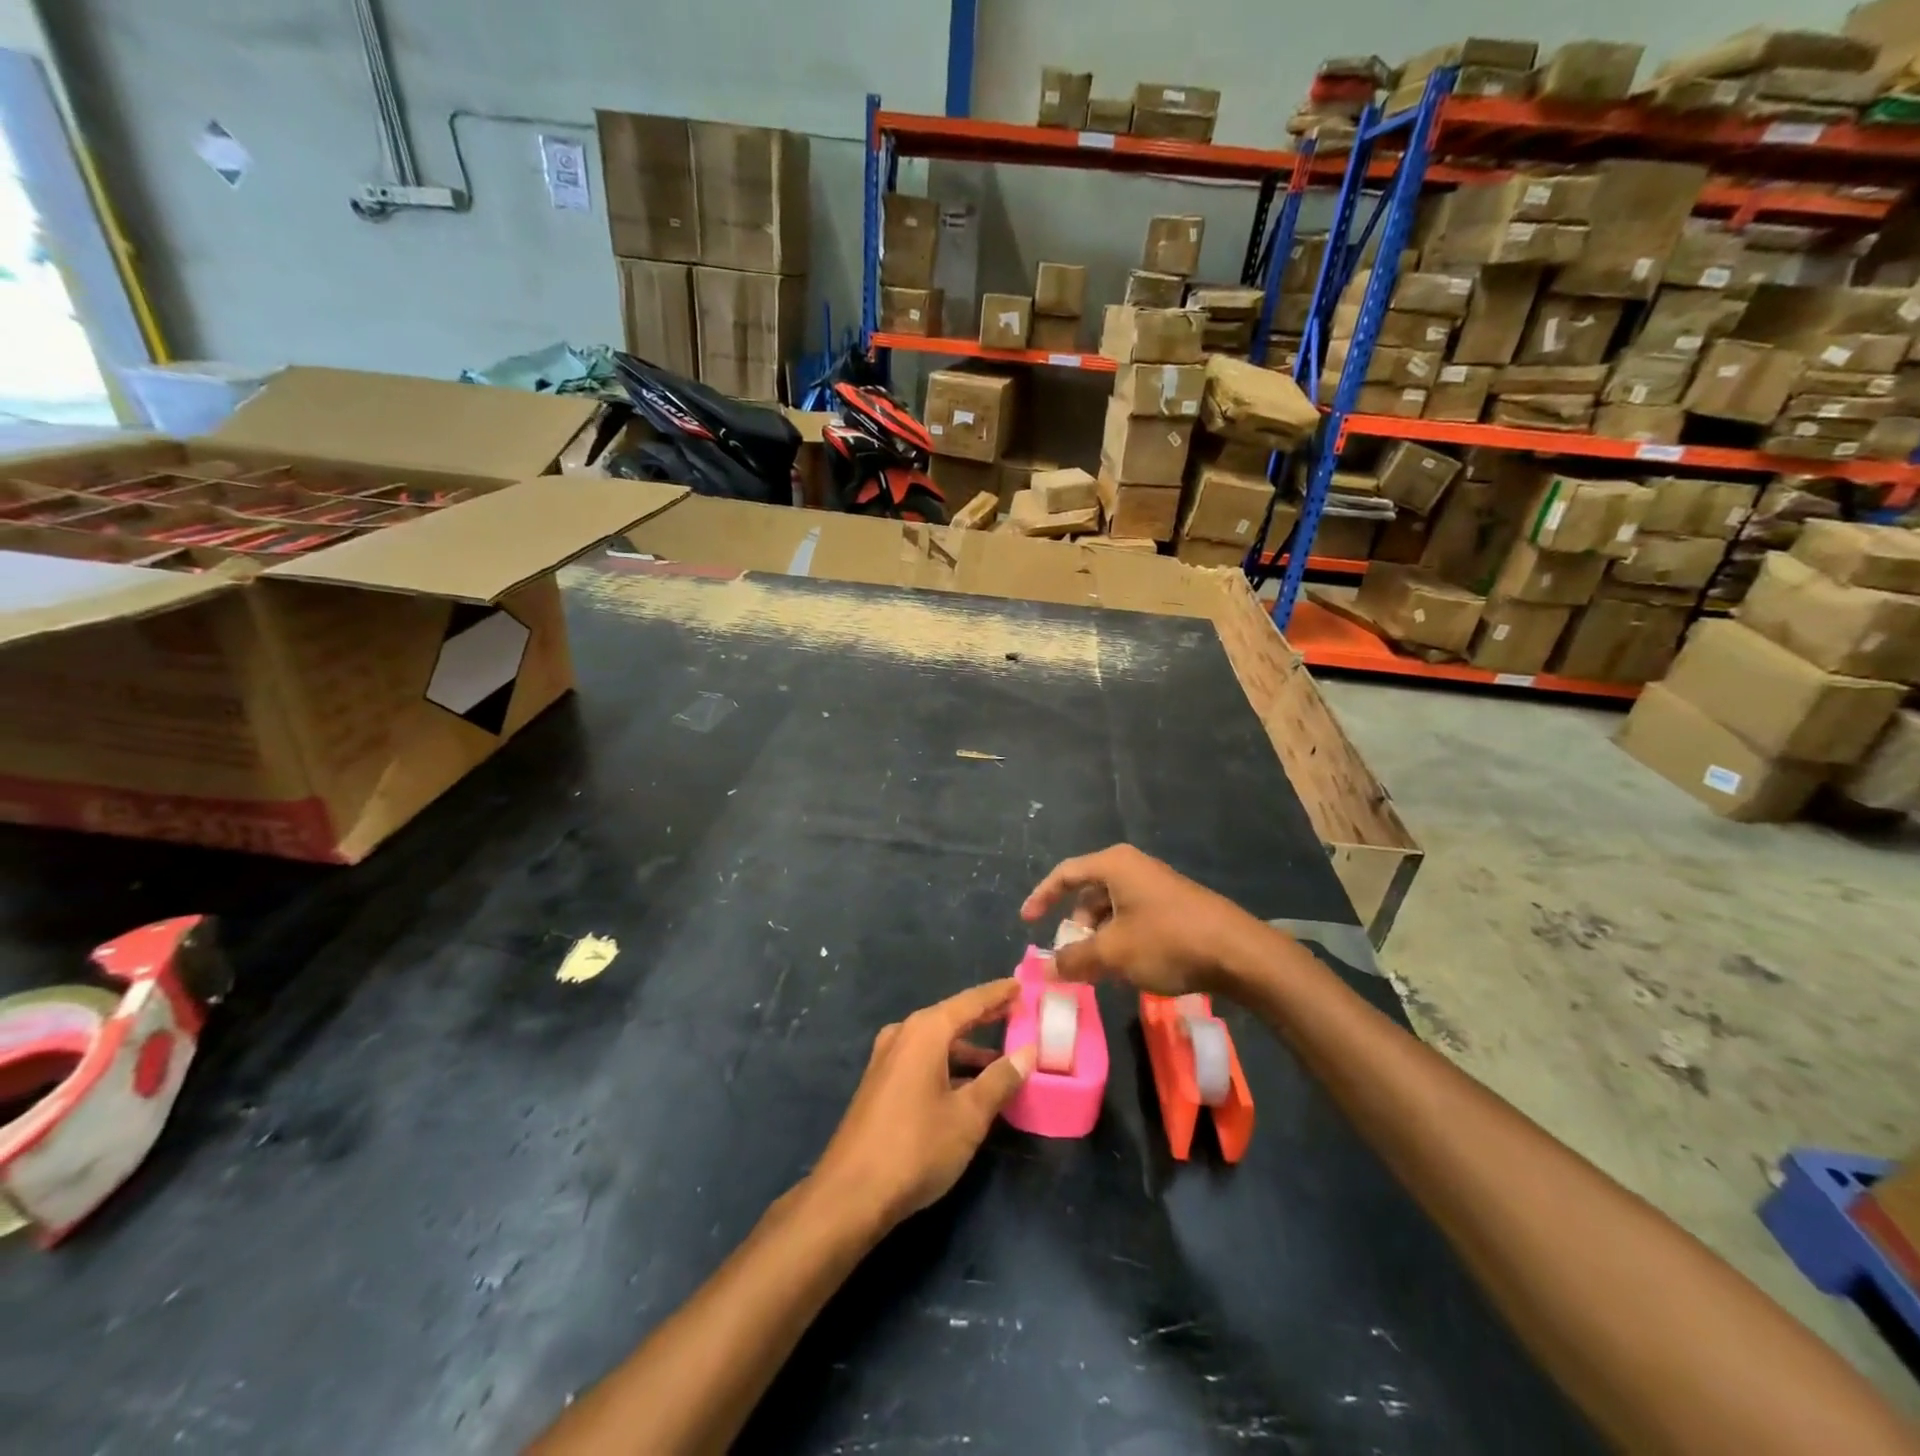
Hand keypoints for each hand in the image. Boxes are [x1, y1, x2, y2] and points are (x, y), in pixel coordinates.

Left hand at [812, 980, 1034, 1230]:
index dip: (997, 994)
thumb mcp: (968, 1116)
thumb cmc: (916, 1147)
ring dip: (968, 1049)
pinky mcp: (881, 1084)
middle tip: (1017, 1011)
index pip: (970, 1002)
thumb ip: (1000, 1080)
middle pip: (952, 1018)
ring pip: (937, 1044)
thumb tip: (1027, 1052)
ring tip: (1003, 1059)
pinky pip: (923, 1061)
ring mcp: (887, 1059)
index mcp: (925, 1032)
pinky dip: (949, 1066)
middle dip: (984, 1017)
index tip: (1021, 984)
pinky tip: (969, 1087)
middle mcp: (903, 1035)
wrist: (850, 1194)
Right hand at [1021, 844, 1268, 996]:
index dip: (1041, 897)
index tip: (1027, 921)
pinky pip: (1134, 918)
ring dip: (1099, 937)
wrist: (1239, 953)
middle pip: (1090, 893)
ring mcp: (1157, 886)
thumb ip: (1074, 959)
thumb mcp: (1113, 953)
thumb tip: (1045, 969)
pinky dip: (1121, 939)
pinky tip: (1128, 967)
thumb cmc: (1168, 941)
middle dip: (1076, 926)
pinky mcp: (1175, 906)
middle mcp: (1134, 867)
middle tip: (1071, 957)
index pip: (1065, 874)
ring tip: (1099, 970)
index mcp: (1114, 865)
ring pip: (1113, 909)